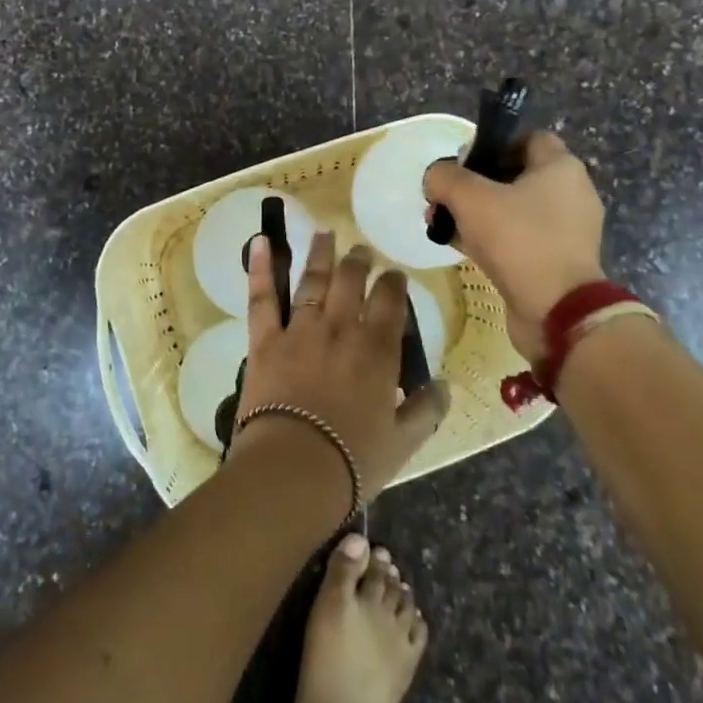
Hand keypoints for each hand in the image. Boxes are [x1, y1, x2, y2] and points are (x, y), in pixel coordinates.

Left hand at [233, 231, 449, 499]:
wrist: (294, 468)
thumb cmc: (353, 459)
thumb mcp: (403, 441)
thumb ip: (427, 410)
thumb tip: (444, 385)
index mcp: (377, 349)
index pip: (390, 302)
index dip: (393, 283)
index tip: (394, 276)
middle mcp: (340, 328)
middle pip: (351, 281)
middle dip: (359, 262)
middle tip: (362, 252)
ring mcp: (300, 329)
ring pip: (312, 280)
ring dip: (320, 254)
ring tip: (326, 234)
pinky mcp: (265, 340)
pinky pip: (262, 298)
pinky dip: (259, 267)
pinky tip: (258, 241)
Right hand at [422, 131, 606, 362]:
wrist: (557, 311)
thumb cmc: (518, 240)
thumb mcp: (469, 198)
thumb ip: (444, 177)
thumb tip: (435, 177)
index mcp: (560, 167)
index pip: (526, 138)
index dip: (491, 144)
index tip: (463, 164)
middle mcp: (571, 193)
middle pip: (514, 174)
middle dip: (474, 185)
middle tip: (445, 200)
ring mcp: (567, 230)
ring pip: (514, 209)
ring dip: (478, 214)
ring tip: (445, 227)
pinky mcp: (558, 260)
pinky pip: (520, 237)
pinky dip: (493, 239)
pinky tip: (463, 249)